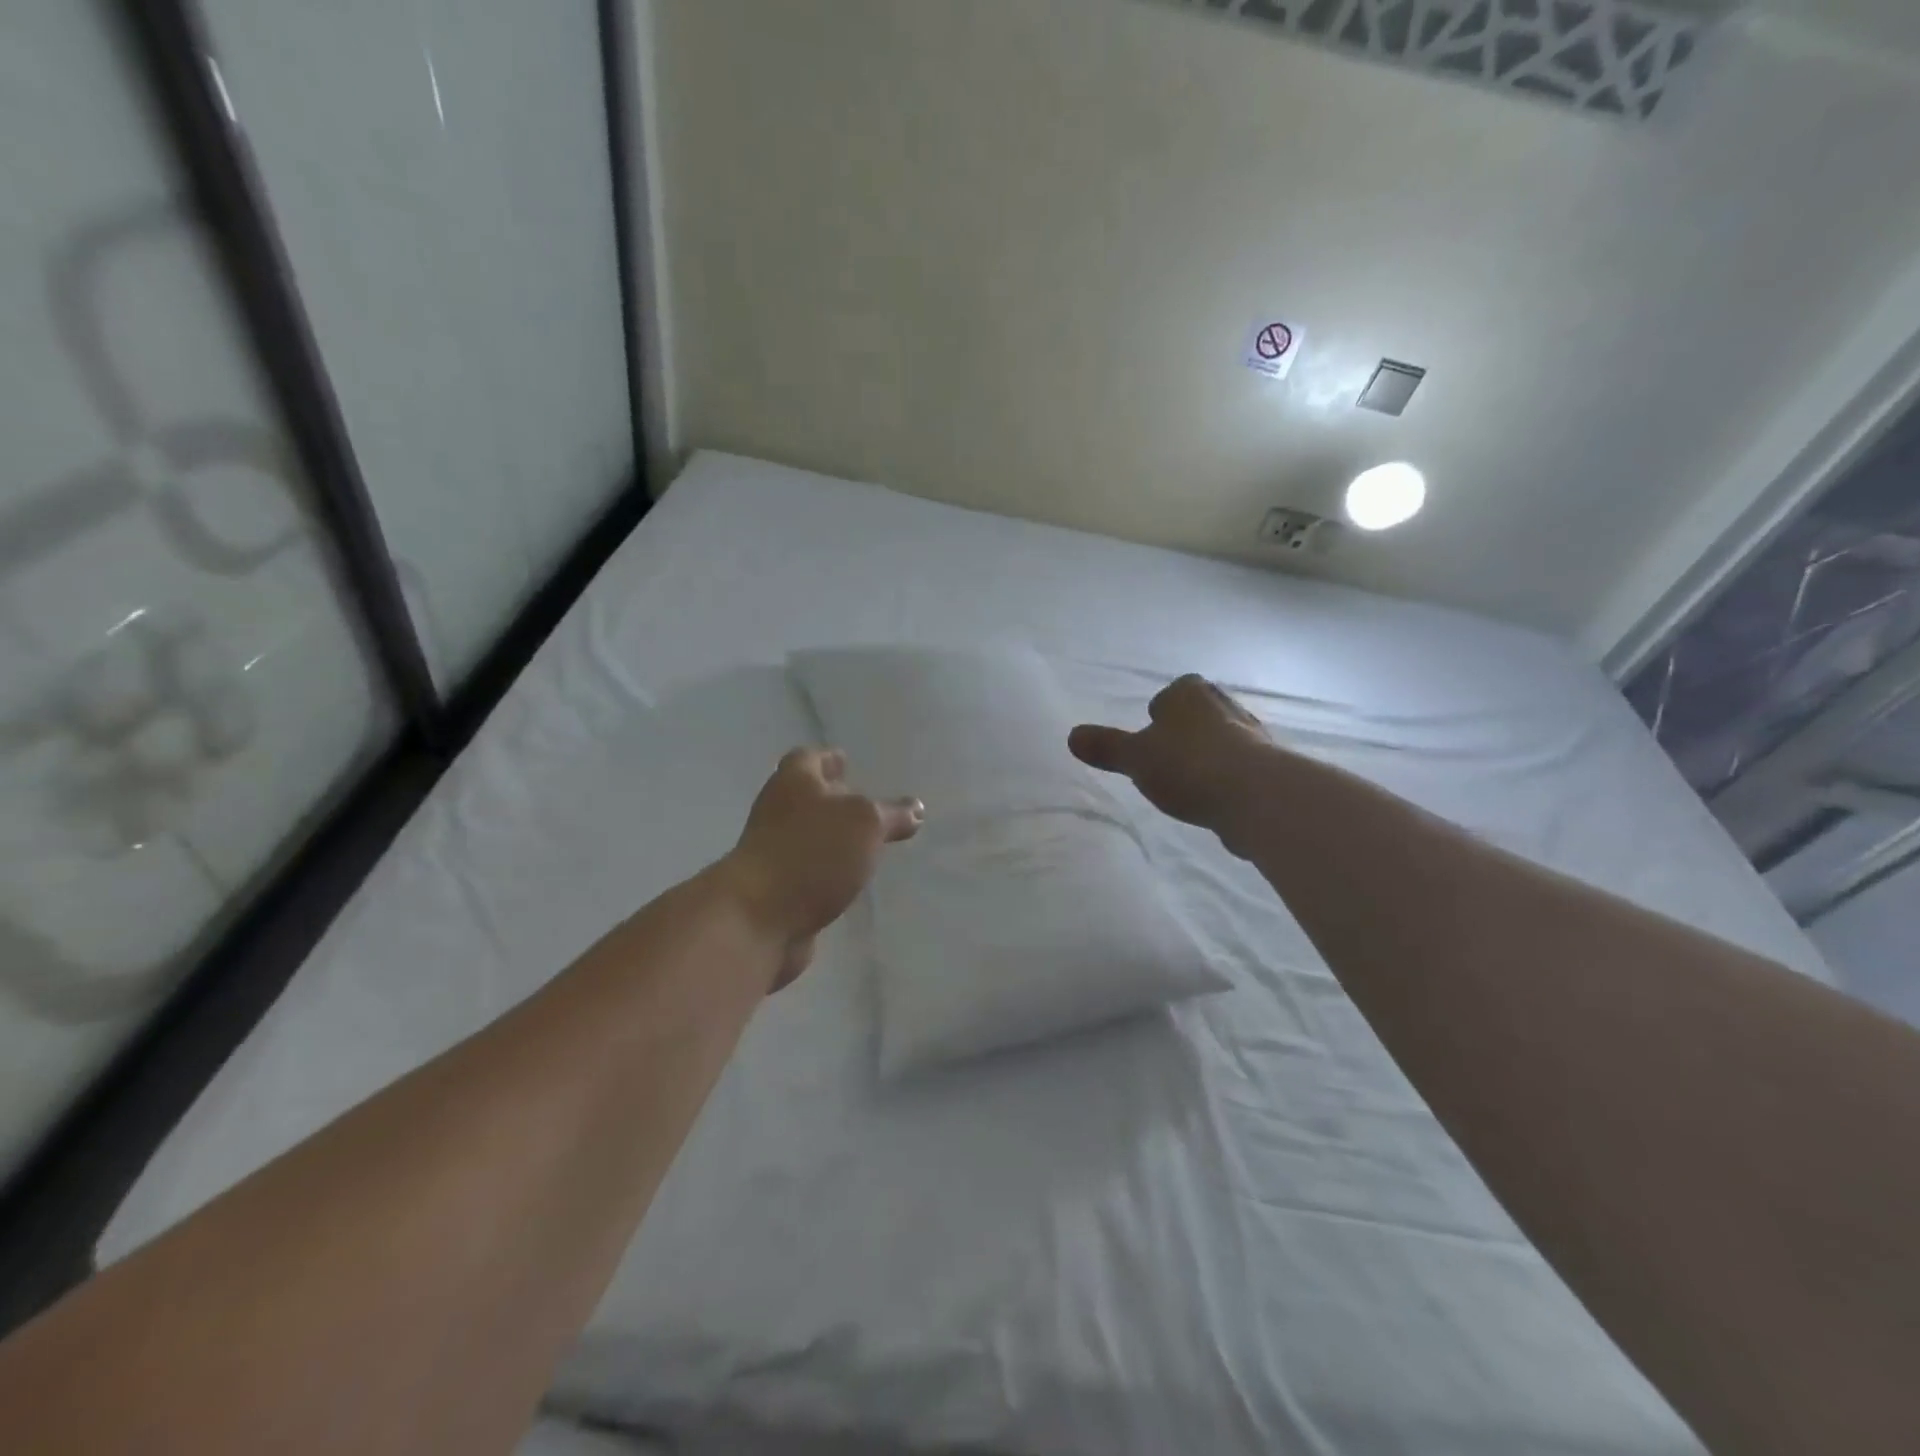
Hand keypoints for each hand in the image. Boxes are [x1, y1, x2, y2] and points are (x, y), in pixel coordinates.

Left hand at [720, 748, 923, 989]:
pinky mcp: (776, 893)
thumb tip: (916, 809)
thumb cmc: (811, 853)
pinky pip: (808, 874)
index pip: (808, 758)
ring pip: (807, 837)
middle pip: (804, 797)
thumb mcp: (866, 824)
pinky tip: (850, 879)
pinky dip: (827, 873)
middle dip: (831, 798)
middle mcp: (778, 813)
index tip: (845, 759)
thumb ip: (892, 814)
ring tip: (864, 841)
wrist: (756, 919)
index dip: (827, 758)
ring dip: (831, 838)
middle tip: (863, 802)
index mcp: (794, 783)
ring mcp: (773, 854)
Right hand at [1068, 675, 1273, 841]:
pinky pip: (1238, 769)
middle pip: (1196, 716)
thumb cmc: (1187, 764)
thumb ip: (1106, 747)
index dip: (1158, 714)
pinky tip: (1213, 801)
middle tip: (1165, 762)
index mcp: (1189, 693)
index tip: (1150, 739)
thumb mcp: (1135, 757)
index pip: (1170, 694)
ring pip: (1219, 742)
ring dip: (1206, 758)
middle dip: (1183, 735)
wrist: (1255, 796)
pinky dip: (1225, 781)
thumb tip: (1072, 735)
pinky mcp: (1269, 766)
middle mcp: (1223, 704)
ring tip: (1188, 786)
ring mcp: (1251, 735)